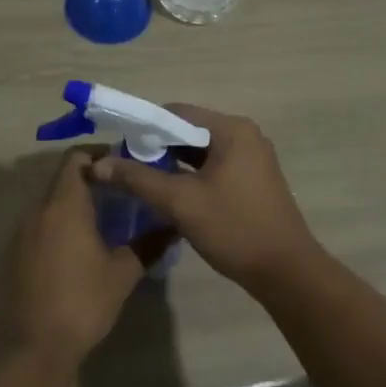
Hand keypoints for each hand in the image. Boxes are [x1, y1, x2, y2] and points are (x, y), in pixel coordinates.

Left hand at [7, 148, 159, 370]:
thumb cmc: (81, 303)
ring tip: (106, 217)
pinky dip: (60, 222)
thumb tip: (173, 226)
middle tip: (122, 191)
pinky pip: (41, 223)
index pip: (77, 157)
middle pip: (64, 177)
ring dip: (75, 202)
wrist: (32, 347)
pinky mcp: (15, 252)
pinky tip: (80, 245)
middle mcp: (39, 208)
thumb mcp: (121, 274)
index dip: (100, 155)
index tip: (124, 166)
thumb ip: (148, 245)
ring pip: (51, 201)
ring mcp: (22, 231)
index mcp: (64, 204)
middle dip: (92, 179)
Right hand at [92, 104, 316, 290]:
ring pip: (200, 150)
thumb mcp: (180, 202)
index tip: (119, 147)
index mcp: (231, 129)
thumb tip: (98, 164)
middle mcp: (244, 135)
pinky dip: (191, 174)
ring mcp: (252, 157)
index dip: (144, 127)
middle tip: (126, 166)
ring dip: (172, 162)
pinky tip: (170, 192)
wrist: (287, 273)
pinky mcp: (253, 178)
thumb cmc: (234, 228)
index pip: (176, 112)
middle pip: (189, 129)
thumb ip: (138, 179)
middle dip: (157, 146)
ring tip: (142, 179)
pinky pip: (214, 165)